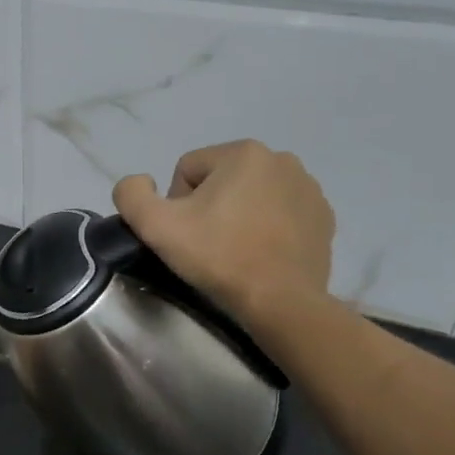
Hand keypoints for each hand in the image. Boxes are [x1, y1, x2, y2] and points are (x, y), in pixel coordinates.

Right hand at [113, 140, 334, 325]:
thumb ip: (131, 194)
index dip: (177, 204)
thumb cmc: (218, 257)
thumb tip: (140, 182)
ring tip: (236, 250)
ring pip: (251, 195)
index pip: (187, 171)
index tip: (186, 234)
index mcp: (243, 153)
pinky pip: (280, 212)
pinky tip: (261, 254)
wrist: (280, 301)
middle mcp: (281, 159)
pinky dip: (267, 227)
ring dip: (238, 215)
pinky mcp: (323, 216)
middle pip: (220, 180)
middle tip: (208, 244)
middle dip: (209, 207)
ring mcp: (309, 188)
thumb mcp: (155, 225)